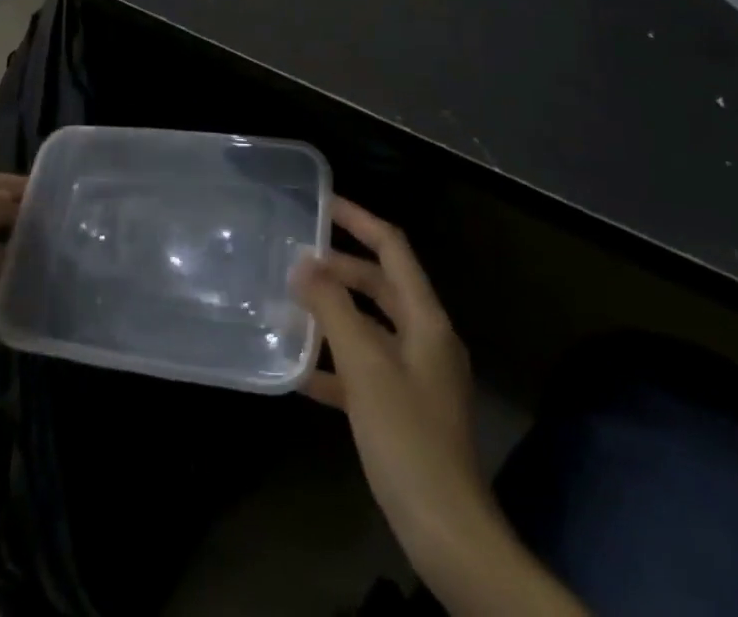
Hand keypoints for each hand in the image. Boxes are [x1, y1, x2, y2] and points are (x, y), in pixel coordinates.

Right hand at [291, 198, 489, 570]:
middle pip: (381, 285)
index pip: (392, 248)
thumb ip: (333, 309)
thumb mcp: (365, 366)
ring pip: (370, 326)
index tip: (323, 204)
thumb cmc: (407, 438)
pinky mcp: (404, 409)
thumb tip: (303, 263)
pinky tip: (299, 370)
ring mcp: (417, 376)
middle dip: (340, 268)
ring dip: (334, 314)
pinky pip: (366, 369)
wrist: (447, 532)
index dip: (359, 220)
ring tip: (290, 304)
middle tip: (296, 258)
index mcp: (426, 319)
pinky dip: (336, 363)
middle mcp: (426, 338)